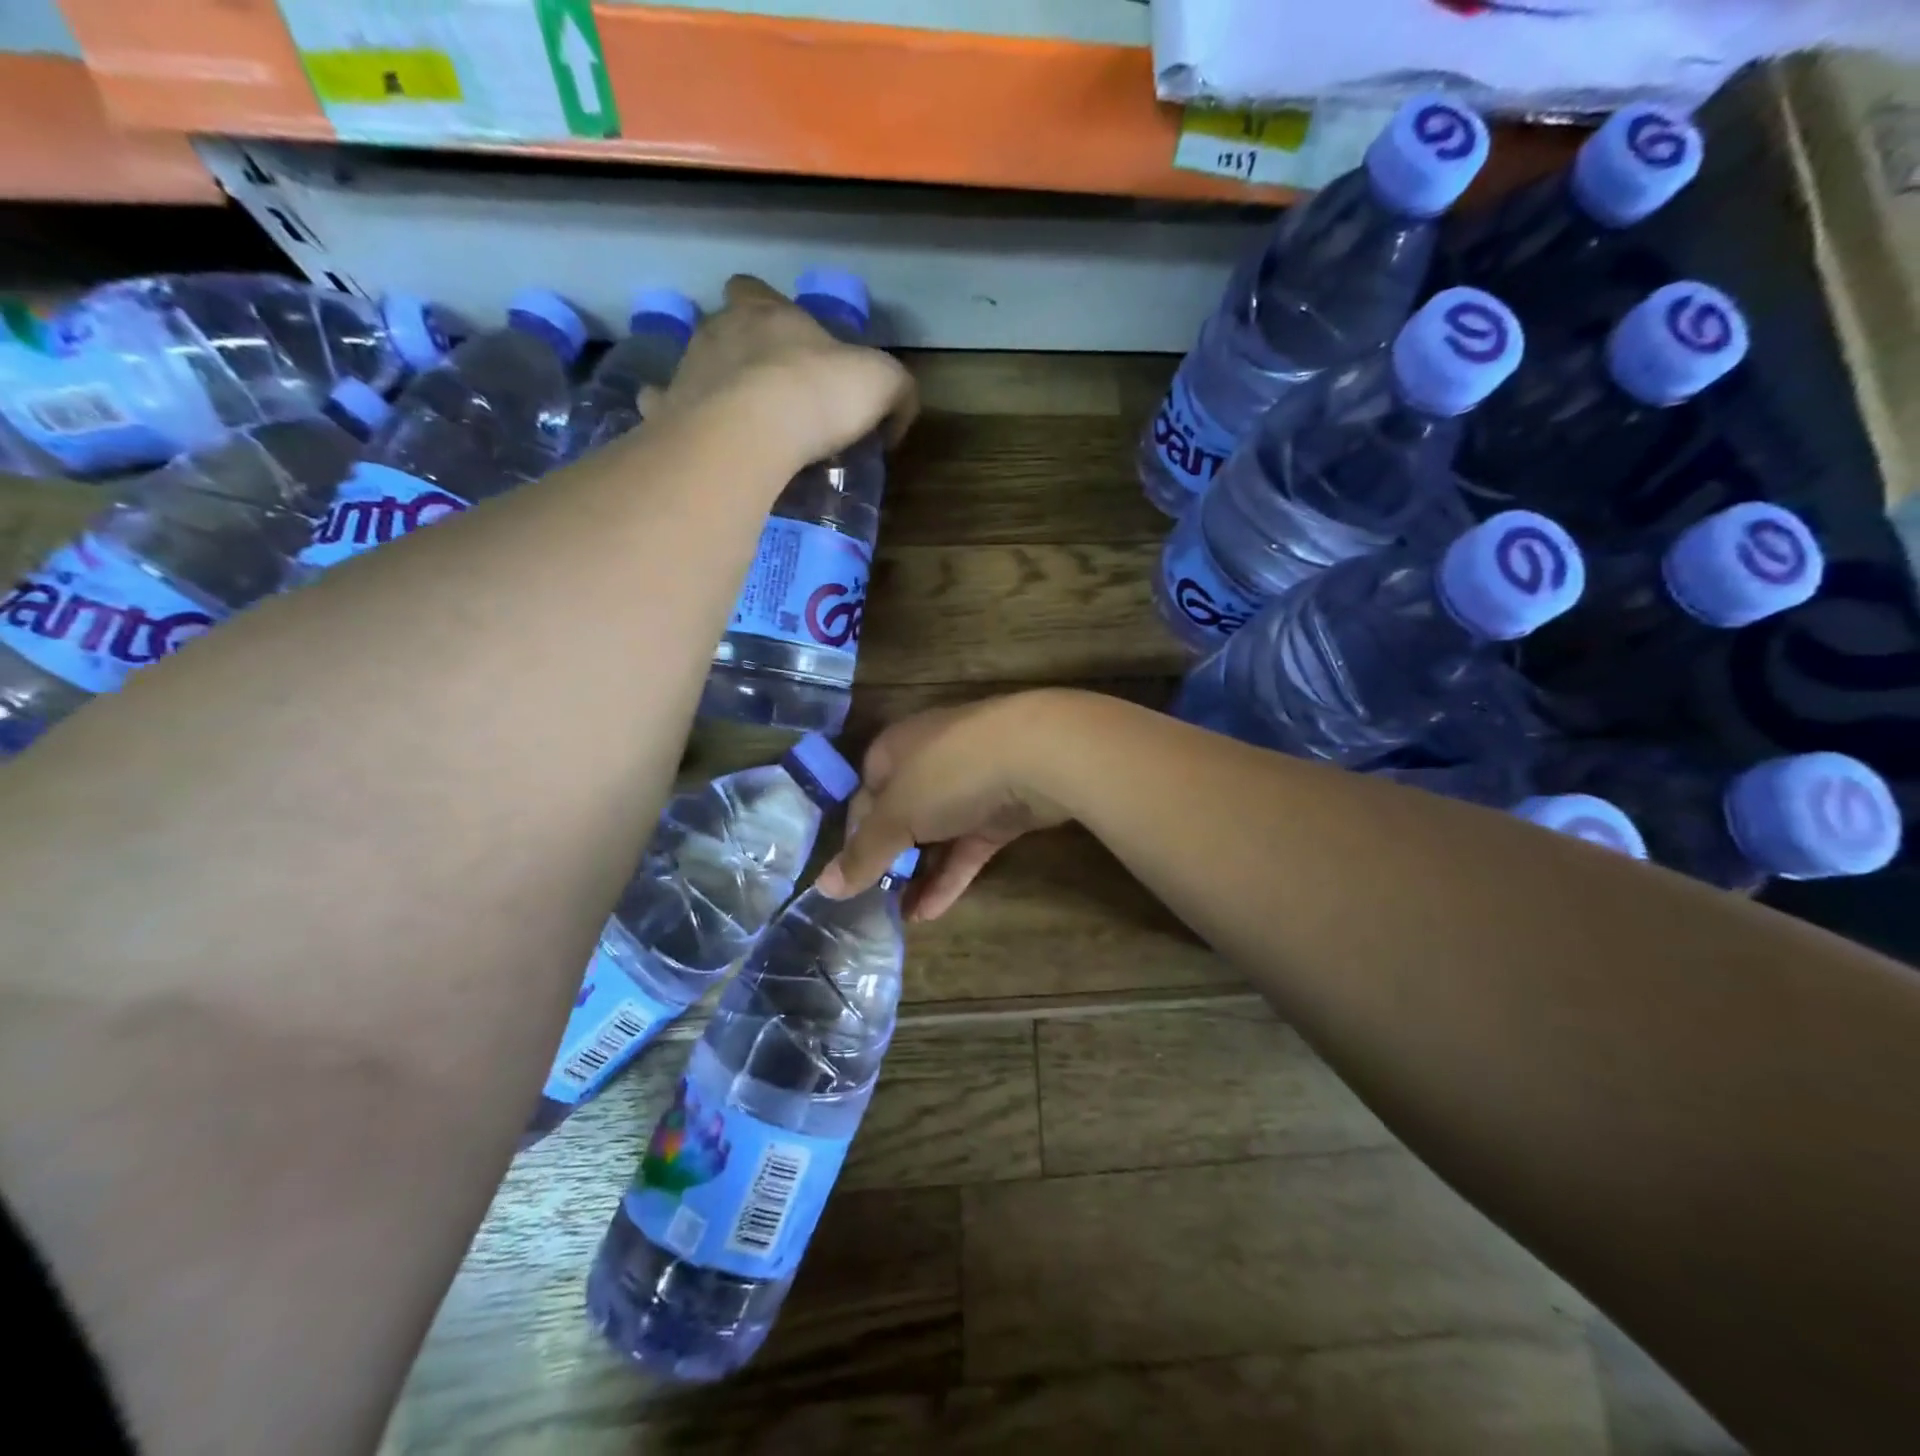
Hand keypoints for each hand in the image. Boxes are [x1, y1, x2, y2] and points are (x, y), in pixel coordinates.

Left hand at [647, 275, 917, 465]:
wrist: (750, 432)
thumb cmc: (817, 393)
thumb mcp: (881, 384)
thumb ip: (896, 392)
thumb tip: (896, 416)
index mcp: (766, 312)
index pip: (757, 290)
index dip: (769, 309)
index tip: (789, 341)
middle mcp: (718, 332)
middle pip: (721, 326)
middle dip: (738, 349)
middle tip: (765, 387)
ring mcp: (685, 372)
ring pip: (691, 367)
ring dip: (709, 386)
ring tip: (733, 422)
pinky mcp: (664, 414)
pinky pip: (661, 410)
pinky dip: (673, 420)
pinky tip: (690, 438)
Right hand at [816, 692, 1075, 919]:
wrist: (1038, 756)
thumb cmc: (950, 774)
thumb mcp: (896, 815)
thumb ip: (864, 854)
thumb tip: (824, 887)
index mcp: (895, 750)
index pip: (863, 797)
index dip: (854, 837)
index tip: (849, 878)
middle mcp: (929, 763)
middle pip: (900, 817)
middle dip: (889, 860)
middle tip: (874, 903)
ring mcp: (969, 787)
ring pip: (936, 836)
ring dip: (918, 875)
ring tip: (899, 918)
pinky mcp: (1001, 812)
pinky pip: (967, 848)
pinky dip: (949, 876)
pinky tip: (929, 913)